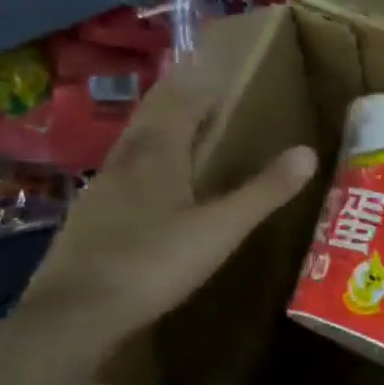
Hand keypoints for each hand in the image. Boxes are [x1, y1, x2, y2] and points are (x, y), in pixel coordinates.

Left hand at [16, 61, 315, 364]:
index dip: (200, 84)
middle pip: (151, 117)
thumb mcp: (220, 229)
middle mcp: (125, 161)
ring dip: (157, 129)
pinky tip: (148, 187)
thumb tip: (308, 152)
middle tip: (199, 88)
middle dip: (176, 98)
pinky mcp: (88, 218)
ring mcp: (101, 189)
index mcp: (157, 154)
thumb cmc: (154, 263)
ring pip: (132, 145)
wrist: (76, 313)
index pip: (180, 102)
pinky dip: (142, 165)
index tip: (219, 71)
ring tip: (179, 130)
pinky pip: (122, 175)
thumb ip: (263, 191)